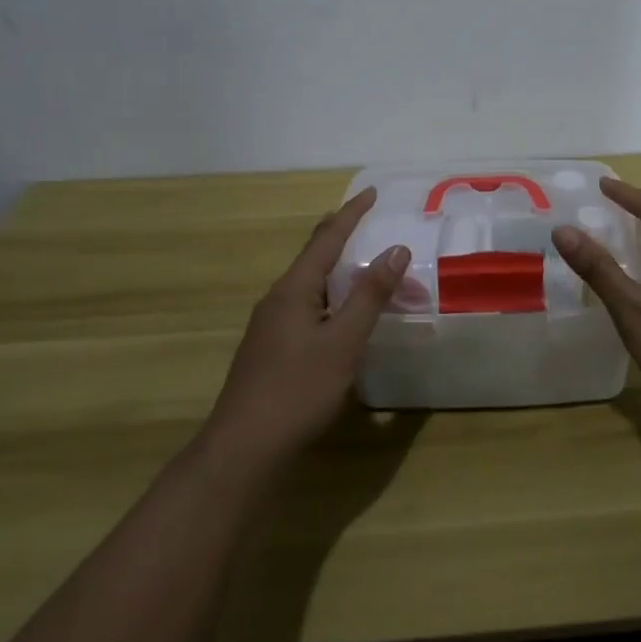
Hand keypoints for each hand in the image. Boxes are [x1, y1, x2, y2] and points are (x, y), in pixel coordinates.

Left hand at [202, 188, 409, 470]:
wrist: (244, 448)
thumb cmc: (298, 389)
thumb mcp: (344, 341)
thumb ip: (370, 295)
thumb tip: (396, 249)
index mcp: (294, 289)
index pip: (327, 238)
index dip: (351, 214)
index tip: (371, 193)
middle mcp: (278, 299)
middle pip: (314, 257)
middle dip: (342, 237)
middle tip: (367, 222)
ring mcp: (271, 325)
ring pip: (311, 285)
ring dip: (341, 273)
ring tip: (365, 268)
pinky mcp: (272, 348)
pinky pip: (307, 307)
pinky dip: (332, 298)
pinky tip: (342, 316)